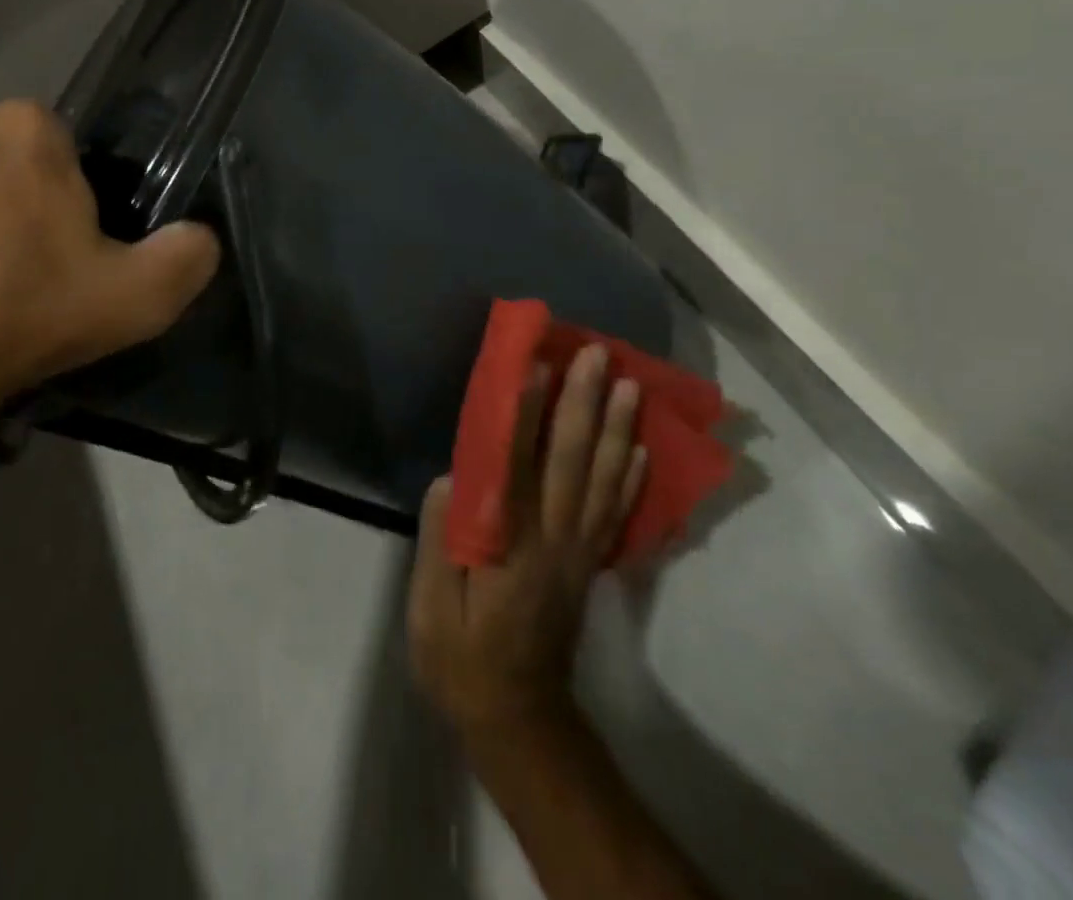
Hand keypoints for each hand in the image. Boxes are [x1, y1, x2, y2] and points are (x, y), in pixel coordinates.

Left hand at [0, 102, 219, 481]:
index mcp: (26, 127)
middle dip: (16, 193)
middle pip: (5, 154)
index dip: (69, 196)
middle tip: (22, 263)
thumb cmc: (26, 317)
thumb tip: (202, 236)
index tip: (65, 246)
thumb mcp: (137, 298)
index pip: (62, 145)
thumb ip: (187, 257)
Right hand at [408, 344, 645, 738]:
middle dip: (583, 402)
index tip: (537, 364)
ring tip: (626, 383)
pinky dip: (631, 478)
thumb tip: (452, 477)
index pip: (521, 464)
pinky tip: (641, 448)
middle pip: (572, 460)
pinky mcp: (589, 565)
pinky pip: (616, 514)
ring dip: (616, 428)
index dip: (529, 412)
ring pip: (602, 479)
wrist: (517, 718)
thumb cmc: (462, 657)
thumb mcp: (431, 608)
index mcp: (512, 544)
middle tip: (595, 353)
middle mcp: (555, 538)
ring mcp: (579, 552)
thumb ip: (441, 539)